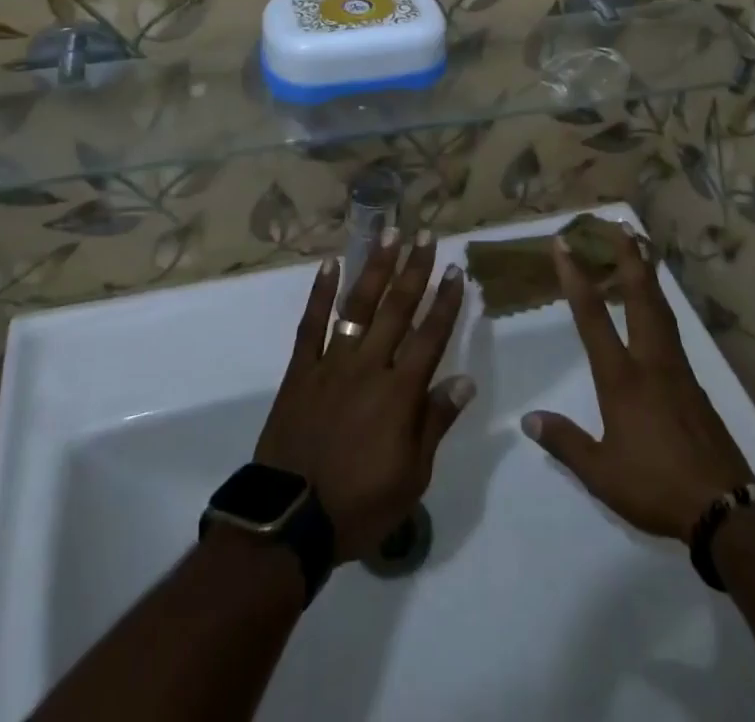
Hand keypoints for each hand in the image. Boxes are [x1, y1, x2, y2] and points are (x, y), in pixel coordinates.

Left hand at [254, 237, 472, 561]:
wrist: (290, 521)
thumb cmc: (359, 505)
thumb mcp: (411, 477)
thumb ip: (435, 422)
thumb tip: (464, 379)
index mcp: (399, 393)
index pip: (430, 336)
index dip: (445, 301)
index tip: (456, 270)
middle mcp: (369, 366)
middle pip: (397, 309)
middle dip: (415, 270)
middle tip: (426, 235)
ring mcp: (331, 363)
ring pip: (357, 306)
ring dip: (375, 267)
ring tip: (388, 233)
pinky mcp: (301, 370)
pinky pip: (311, 324)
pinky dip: (320, 293)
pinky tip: (329, 264)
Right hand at [523, 229, 754, 543]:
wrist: (725, 508)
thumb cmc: (656, 486)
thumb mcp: (601, 473)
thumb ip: (565, 442)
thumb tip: (528, 419)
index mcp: (622, 378)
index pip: (593, 316)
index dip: (576, 277)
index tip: (564, 244)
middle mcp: (650, 361)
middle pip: (639, 296)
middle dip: (627, 257)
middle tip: (620, 225)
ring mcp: (677, 369)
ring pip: (660, 308)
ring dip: (648, 274)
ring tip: (641, 249)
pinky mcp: (694, 383)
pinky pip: (672, 329)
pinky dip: (660, 304)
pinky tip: (657, 306)